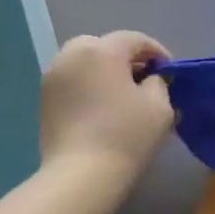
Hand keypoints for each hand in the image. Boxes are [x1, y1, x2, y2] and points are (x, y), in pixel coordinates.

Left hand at [39, 31, 175, 180]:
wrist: (81, 174)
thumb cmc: (127, 135)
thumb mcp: (160, 106)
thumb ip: (158, 83)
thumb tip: (150, 79)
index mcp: (102, 50)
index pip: (134, 39)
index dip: (157, 52)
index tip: (170, 71)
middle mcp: (71, 55)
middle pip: (103, 46)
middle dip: (126, 59)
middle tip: (144, 80)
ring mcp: (52, 77)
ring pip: (84, 63)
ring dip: (104, 72)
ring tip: (122, 95)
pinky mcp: (44, 99)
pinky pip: (72, 81)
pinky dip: (88, 86)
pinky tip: (102, 108)